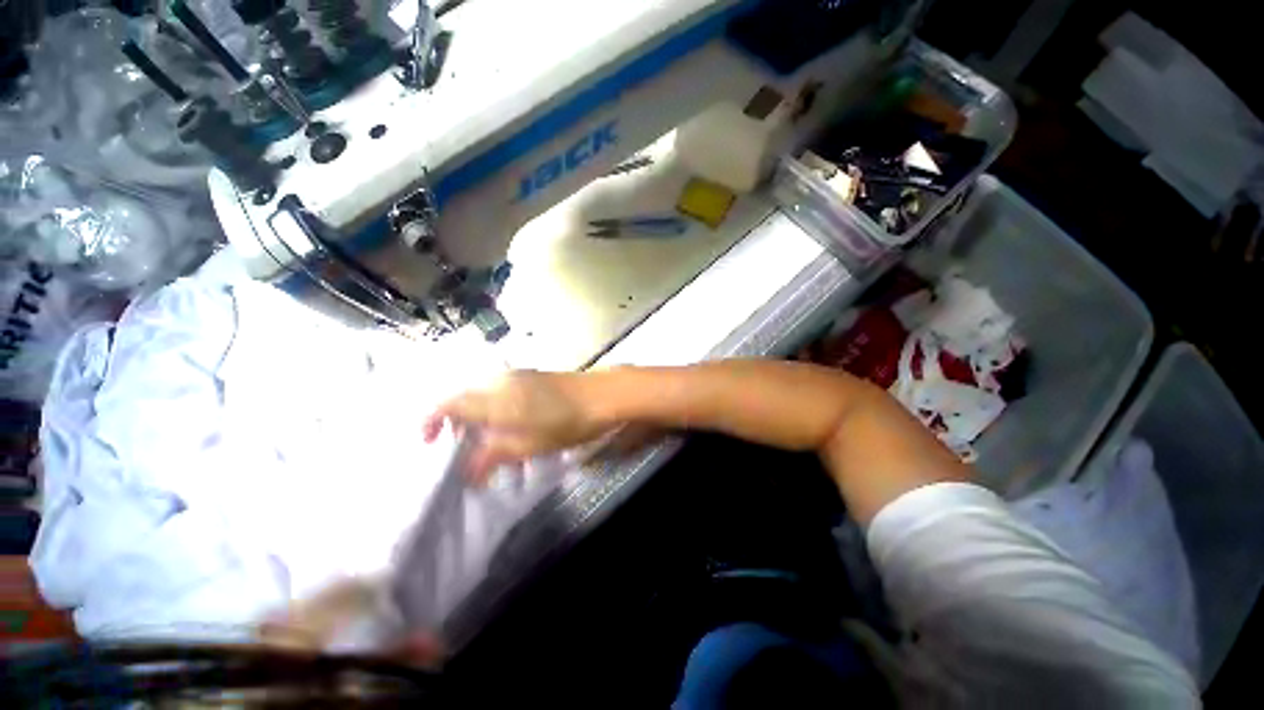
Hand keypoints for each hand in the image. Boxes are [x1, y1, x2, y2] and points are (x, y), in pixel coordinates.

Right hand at [422, 371, 607, 482]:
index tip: (428, 443)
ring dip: (477, 416)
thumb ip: (493, 457)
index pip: (448, 404)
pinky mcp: (530, 376)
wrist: (601, 395)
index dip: (431, 421)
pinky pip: (499, 390)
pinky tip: (510, 424)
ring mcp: (516, 376)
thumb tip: (467, 474)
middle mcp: (499, 381)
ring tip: (489, 441)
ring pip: (481, 394)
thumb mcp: (528, 446)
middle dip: (456, 424)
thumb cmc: (565, 423)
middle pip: (463, 398)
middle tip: (465, 449)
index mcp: (493, 399)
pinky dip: (493, 408)